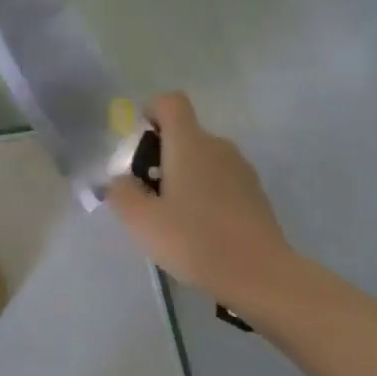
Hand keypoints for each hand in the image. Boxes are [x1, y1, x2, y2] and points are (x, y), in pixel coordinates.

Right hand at [107, 92, 292, 306]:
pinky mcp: (254, 193)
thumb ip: (121, 193)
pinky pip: (220, 180)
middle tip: (146, 195)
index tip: (137, 146)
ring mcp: (241, 169)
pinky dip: (204, 193)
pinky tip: (198, 229)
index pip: (170, 102)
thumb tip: (118, 180)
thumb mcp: (141, 221)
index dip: (150, 112)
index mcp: (189, 144)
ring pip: (203, 159)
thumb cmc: (194, 240)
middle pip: (184, 133)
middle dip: (160, 156)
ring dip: (182, 177)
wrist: (258, 273)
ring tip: (171, 218)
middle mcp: (218, 146)